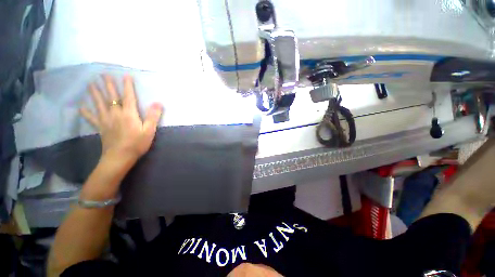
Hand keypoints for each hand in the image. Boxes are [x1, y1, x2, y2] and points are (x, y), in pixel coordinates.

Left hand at [80, 75, 162, 161]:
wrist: (120, 157)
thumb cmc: (137, 144)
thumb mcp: (149, 130)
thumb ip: (153, 116)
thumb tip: (158, 103)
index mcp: (129, 114)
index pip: (128, 97)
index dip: (127, 86)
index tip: (125, 75)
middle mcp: (115, 114)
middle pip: (111, 97)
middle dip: (107, 85)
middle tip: (103, 74)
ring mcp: (106, 120)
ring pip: (99, 104)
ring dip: (95, 93)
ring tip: (91, 84)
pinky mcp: (100, 127)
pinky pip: (91, 118)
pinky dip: (86, 112)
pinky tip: (82, 106)